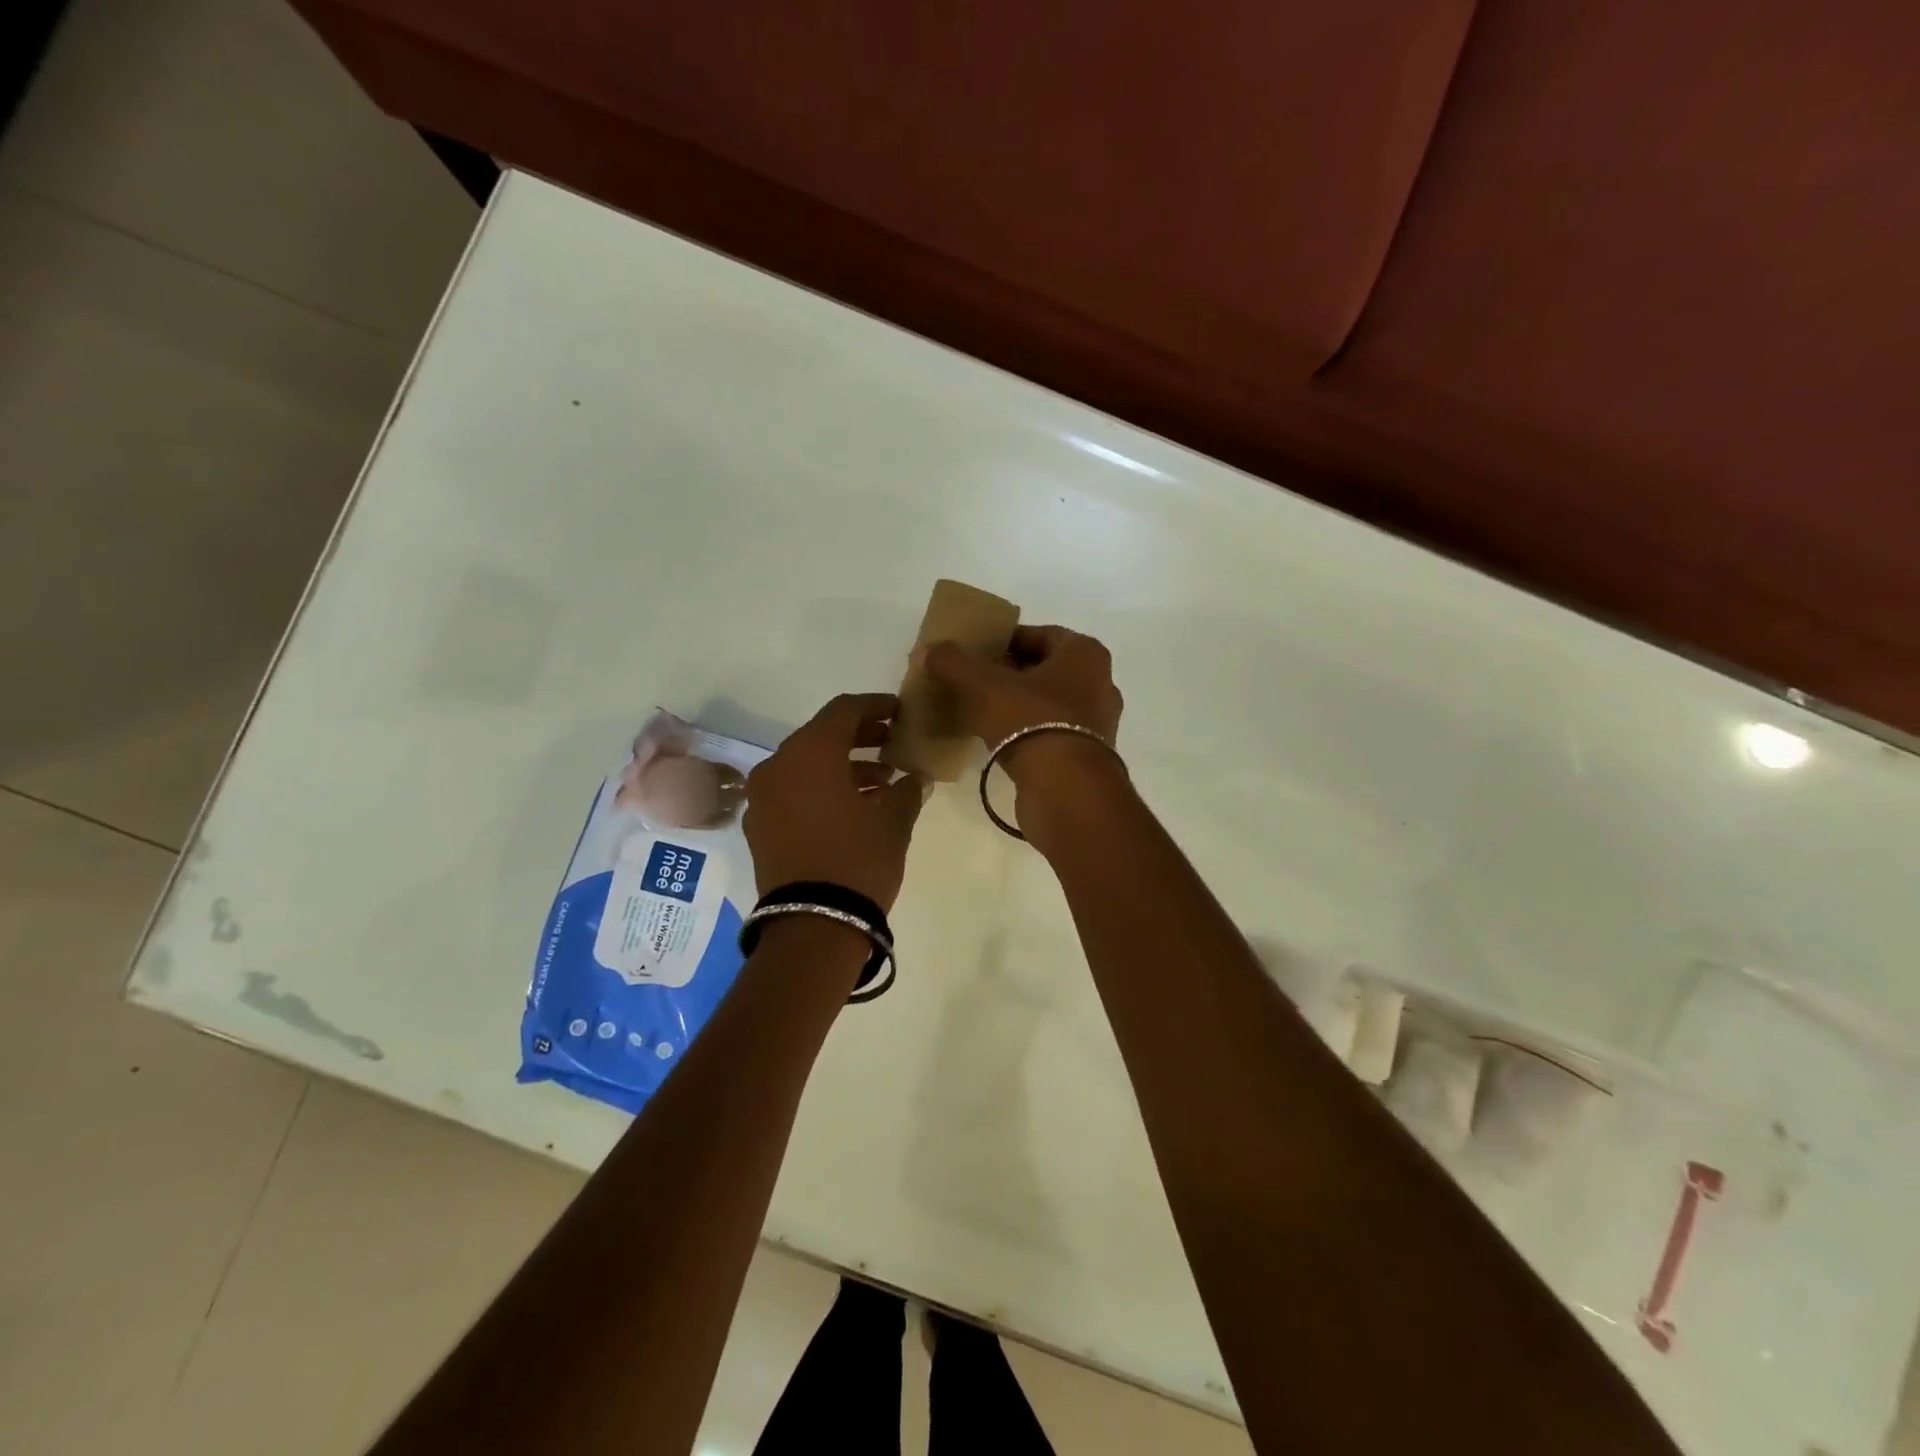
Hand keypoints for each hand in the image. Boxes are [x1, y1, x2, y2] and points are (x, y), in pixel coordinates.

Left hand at [743, 694, 925, 910]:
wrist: (812, 926)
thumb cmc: (858, 861)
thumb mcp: (894, 822)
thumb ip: (907, 790)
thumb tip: (917, 778)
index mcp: (810, 752)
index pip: (844, 710)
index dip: (875, 706)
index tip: (899, 712)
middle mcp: (778, 764)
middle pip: (821, 735)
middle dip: (859, 737)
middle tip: (892, 744)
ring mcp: (762, 796)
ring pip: (805, 765)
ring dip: (842, 766)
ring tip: (881, 783)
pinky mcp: (758, 826)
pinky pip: (791, 791)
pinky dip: (819, 789)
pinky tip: (851, 808)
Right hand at [923, 625, 1123, 760]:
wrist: (1067, 790)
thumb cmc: (1032, 721)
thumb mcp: (984, 686)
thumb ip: (955, 663)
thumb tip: (929, 651)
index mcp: (1085, 653)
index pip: (1037, 635)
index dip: (1002, 641)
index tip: (973, 654)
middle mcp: (1099, 682)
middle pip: (1043, 670)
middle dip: (1008, 674)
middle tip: (971, 683)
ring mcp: (1097, 723)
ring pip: (1048, 703)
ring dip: (1017, 706)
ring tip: (980, 713)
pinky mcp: (1088, 756)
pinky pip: (1051, 732)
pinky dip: (1027, 732)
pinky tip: (998, 741)